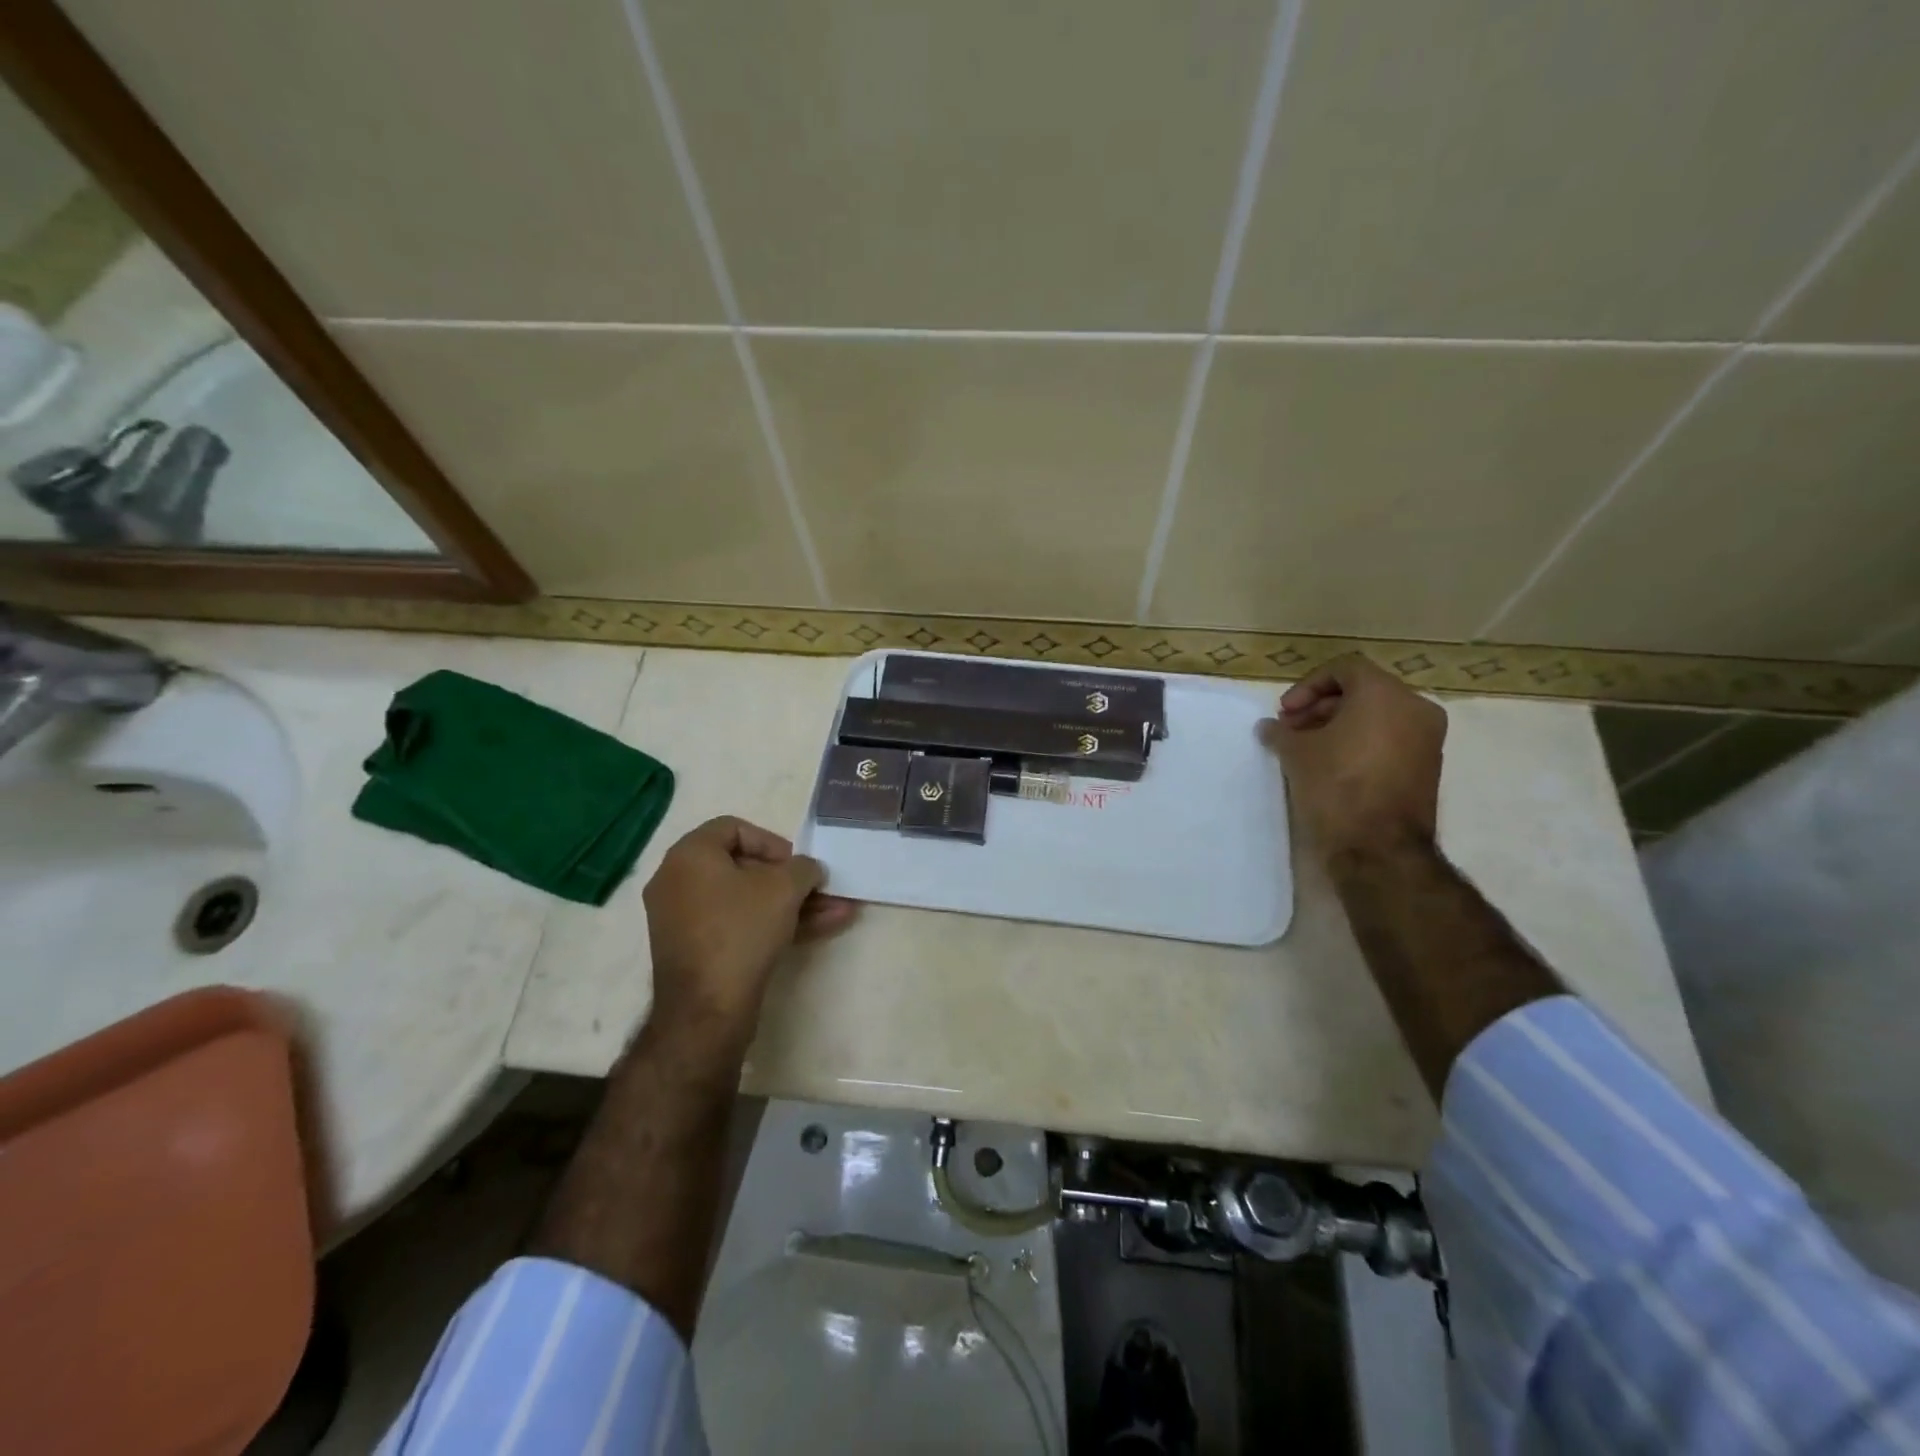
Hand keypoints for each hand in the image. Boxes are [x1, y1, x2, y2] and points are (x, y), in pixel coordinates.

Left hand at [642, 816, 857, 1042]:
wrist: (706, 1009)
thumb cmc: (741, 930)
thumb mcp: (785, 888)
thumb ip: (803, 867)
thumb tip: (808, 870)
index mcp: (689, 855)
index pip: (733, 828)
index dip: (772, 841)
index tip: (796, 864)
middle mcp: (678, 881)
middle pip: (743, 867)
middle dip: (790, 879)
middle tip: (818, 889)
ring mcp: (684, 919)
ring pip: (746, 900)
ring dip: (792, 904)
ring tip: (837, 912)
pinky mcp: (696, 951)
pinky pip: (737, 924)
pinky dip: (772, 924)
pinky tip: (820, 930)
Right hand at [1258, 654, 1446, 862]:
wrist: (1379, 849)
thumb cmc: (1336, 787)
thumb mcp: (1296, 754)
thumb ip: (1281, 732)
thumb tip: (1269, 728)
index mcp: (1385, 694)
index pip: (1344, 669)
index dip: (1308, 686)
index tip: (1286, 712)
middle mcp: (1415, 709)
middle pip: (1362, 692)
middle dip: (1321, 707)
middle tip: (1291, 730)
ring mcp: (1427, 740)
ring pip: (1378, 717)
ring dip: (1339, 726)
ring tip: (1307, 749)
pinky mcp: (1427, 768)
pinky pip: (1390, 741)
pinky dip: (1361, 744)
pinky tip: (1331, 766)